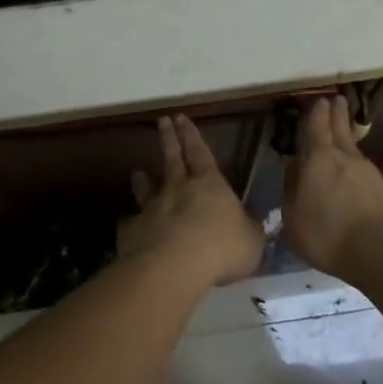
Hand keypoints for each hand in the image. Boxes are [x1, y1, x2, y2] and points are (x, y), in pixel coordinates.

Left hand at [117, 115, 261, 286]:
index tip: (181, 117)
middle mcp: (177, 189)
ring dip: (142, 180)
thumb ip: (249, 230)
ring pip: (146, 188)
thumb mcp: (251, 241)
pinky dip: (133, 223)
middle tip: (162, 121)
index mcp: (209, 184)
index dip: (191, 135)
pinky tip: (131, 226)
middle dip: (169, 139)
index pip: (200, 152)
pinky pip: (133, 223)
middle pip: (172, 159)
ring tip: (137, 172)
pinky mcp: (133, 231)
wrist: (174, 266)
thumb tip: (250, 226)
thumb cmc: (222, 248)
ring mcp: (151, 208)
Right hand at [284, 96, 382, 278]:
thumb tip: (294, 169)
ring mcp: (369, 172)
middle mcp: (344, 158)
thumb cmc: (327, 234)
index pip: (316, 128)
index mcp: (318, 159)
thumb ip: (291, 191)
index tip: (319, 100)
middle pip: (340, 129)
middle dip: (337, 114)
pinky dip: (356, 166)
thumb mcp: (294, 219)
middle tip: (337, 100)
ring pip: (354, 149)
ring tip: (343, 135)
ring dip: (347, 138)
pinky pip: (365, 170)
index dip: (316, 114)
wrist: (382, 251)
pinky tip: (354, 175)